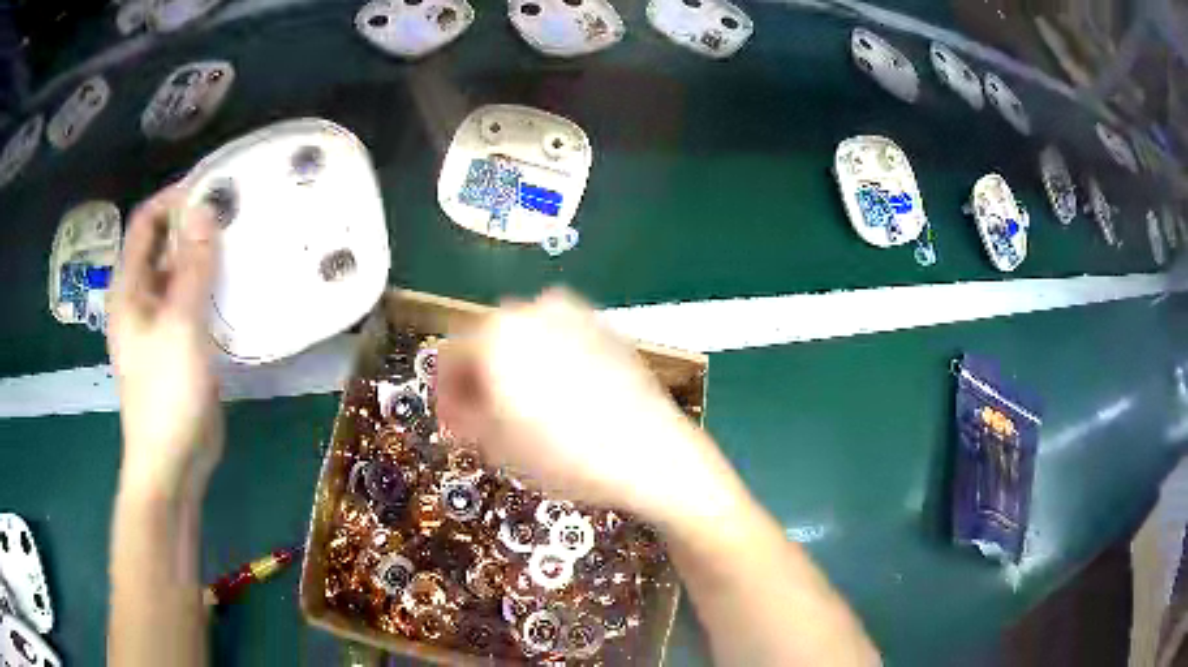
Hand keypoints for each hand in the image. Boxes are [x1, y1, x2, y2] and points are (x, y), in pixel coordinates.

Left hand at [108, 186, 222, 499]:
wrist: (172, 463)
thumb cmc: (166, 394)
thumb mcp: (180, 325)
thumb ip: (192, 267)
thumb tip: (204, 208)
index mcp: (129, 289)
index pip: (145, 223)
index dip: (173, 199)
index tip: (212, 189)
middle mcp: (141, 299)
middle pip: (164, 246)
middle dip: (195, 226)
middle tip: (236, 215)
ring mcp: (160, 324)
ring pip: (181, 274)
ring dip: (207, 257)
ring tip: (243, 244)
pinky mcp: (179, 345)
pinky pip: (194, 303)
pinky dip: (212, 289)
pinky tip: (239, 287)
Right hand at [436, 289, 736, 527]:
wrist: (650, 454)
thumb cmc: (567, 454)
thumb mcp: (497, 444)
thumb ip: (462, 416)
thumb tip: (456, 406)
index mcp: (497, 334)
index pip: (450, 355)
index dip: (446, 391)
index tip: (452, 419)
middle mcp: (532, 310)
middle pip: (487, 341)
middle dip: (480, 379)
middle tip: (484, 419)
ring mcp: (573, 314)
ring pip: (524, 338)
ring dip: (513, 368)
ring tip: (523, 412)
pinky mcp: (603, 327)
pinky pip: (559, 339)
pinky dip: (548, 361)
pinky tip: (560, 398)